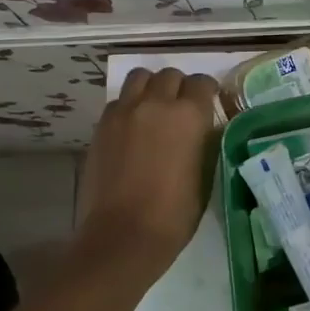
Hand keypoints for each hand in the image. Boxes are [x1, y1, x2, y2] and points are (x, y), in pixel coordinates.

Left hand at [74, 68, 220, 276]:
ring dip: (151, 88)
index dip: (207, 93)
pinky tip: (132, 128)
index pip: (202, 83)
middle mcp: (156, 103)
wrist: (123, 235)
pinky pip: (119, 101)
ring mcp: (124, 112)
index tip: (208, 105)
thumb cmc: (174, 214)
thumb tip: (203, 129)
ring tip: (153, 109)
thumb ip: (204, 142)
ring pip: (140, 78)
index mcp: (189, 116)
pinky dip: (129, 106)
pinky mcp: (102, 125)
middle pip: (170, 75)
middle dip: (179, 87)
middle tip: (180, 109)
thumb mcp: (205, 176)